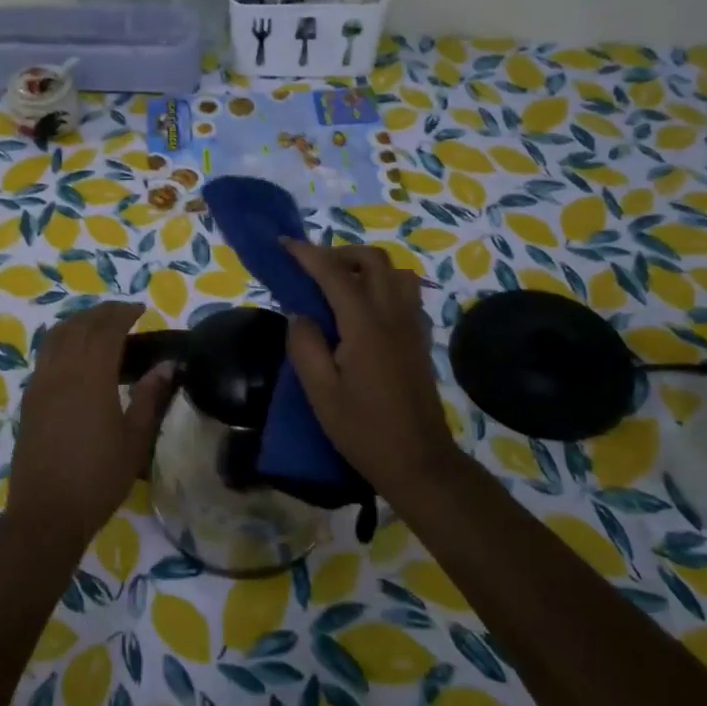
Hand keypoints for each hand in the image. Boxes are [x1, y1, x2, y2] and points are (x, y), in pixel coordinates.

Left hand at [6, 301, 175, 550]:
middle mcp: (61, 370)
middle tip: (123, 314)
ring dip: (78, 322)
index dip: (123, 313)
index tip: (140, 309)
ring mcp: (40, 383)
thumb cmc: (98, 477)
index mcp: (90, 376)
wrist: (47, 512)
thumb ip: (150, 397)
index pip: (106, 329)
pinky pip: (45, 354)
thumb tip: (167, 366)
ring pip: (56, 336)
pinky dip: (62, 340)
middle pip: (79, 325)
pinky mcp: (29, 399)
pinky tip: (75, 355)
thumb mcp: (134, 439)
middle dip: (101, 313)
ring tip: (99, 327)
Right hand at [281, 238, 460, 491]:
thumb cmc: (363, 430)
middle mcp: (393, 316)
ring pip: (396, 273)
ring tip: (340, 286)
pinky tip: (365, 311)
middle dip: (341, 253)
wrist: (418, 461)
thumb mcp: (320, 393)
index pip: (334, 274)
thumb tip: (300, 315)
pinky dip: (384, 287)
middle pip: (374, 260)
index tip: (285, 244)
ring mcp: (413, 327)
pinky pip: (407, 295)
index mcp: (365, 326)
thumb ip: (305, 346)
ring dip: (367, 267)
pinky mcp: (421, 340)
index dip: (308, 254)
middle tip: (313, 268)